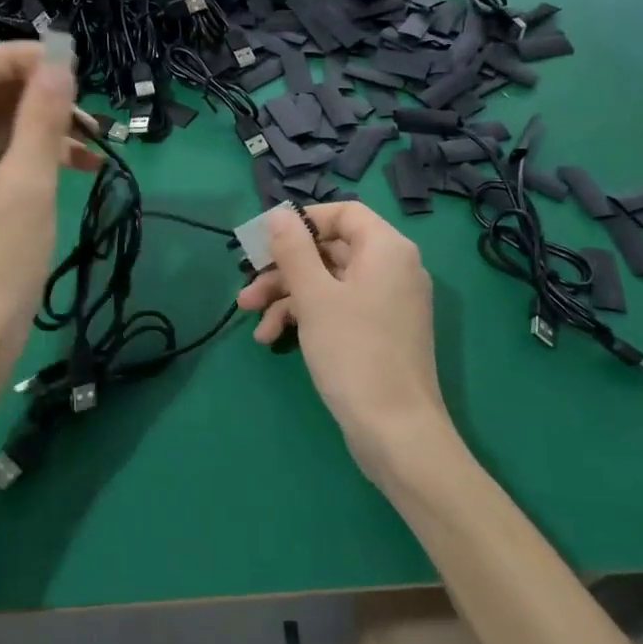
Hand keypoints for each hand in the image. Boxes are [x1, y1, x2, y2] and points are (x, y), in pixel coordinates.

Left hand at [0, 42, 101, 396]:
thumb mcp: (29, 181)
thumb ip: (43, 115)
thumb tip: (59, 60)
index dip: (17, 57)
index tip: (68, 67)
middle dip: (37, 93)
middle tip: (87, 110)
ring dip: (44, 125)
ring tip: (96, 141)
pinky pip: (1, 158)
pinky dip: (37, 155)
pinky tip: (82, 168)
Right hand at [236, 202, 453, 484]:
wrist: (395, 431)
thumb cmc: (353, 352)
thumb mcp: (314, 296)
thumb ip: (293, 250)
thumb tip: (279, 214)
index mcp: (387, 249)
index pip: (343, 212)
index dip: (302, 221)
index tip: (265, 240)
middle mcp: (392, 268)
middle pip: (330, 249)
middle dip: (283, 268)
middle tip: (247, 285)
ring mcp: (386, 302)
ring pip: (327, 282)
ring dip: (286, 296)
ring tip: (249, 317)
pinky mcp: (377, 331)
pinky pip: (337, 308)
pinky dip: (305, 317)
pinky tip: (271, 338)